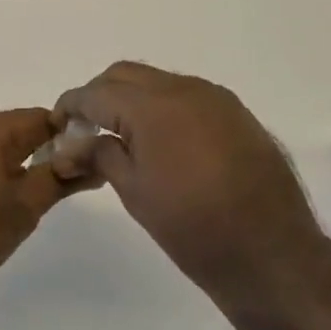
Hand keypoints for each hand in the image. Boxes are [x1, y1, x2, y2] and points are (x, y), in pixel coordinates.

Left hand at [0, 109, 82, 300]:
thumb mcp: (26, 207)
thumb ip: (60, 179)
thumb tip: (95, 165)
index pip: (37, 118)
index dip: (62, 137)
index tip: (76, 161)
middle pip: (8, 128)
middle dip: (31, 151)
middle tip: (47, 186)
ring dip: (3, 161)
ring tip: (13, 199)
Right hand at [52, 62, 321, 303]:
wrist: (272, 254)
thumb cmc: (193, 227)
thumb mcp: (134, 192)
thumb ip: (100, 155)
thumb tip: (72, 144)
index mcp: (153, 106)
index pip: (97, 92)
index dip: (71, 105)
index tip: (58, 124)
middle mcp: (185, 89)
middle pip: (126, 75)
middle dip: (100, 95)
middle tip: (87, 128)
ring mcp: (216, 99)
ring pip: (158, 82)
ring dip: (133, 99)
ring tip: (123, 136)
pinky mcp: (237, 114)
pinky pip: (188, 96)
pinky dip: (164, 108)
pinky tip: (162, 141)